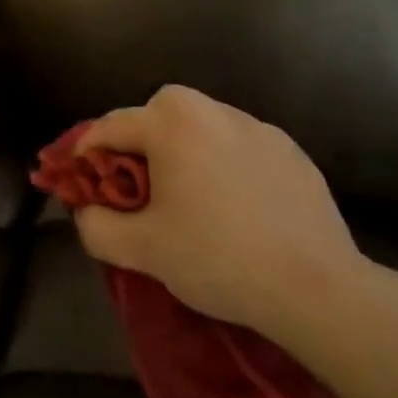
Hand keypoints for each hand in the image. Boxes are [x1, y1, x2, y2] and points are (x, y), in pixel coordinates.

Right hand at [75, 86, 371, 347]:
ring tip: (192, 196)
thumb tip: (86, 212)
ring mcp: (258, 127)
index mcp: (172, 123)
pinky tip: (238, 207)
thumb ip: (98, 227)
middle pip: (159, 112)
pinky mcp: (291, 151)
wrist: (317, 288)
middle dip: (141, 140)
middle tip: (140, 184)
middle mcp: (212, 110)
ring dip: (186, 149)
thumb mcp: (143, 250)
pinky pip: (241, 146)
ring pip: (203, 126)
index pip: (112, 125)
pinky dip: (226, 163)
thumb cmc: (218, 258)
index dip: (88, 150)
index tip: (81, 175)